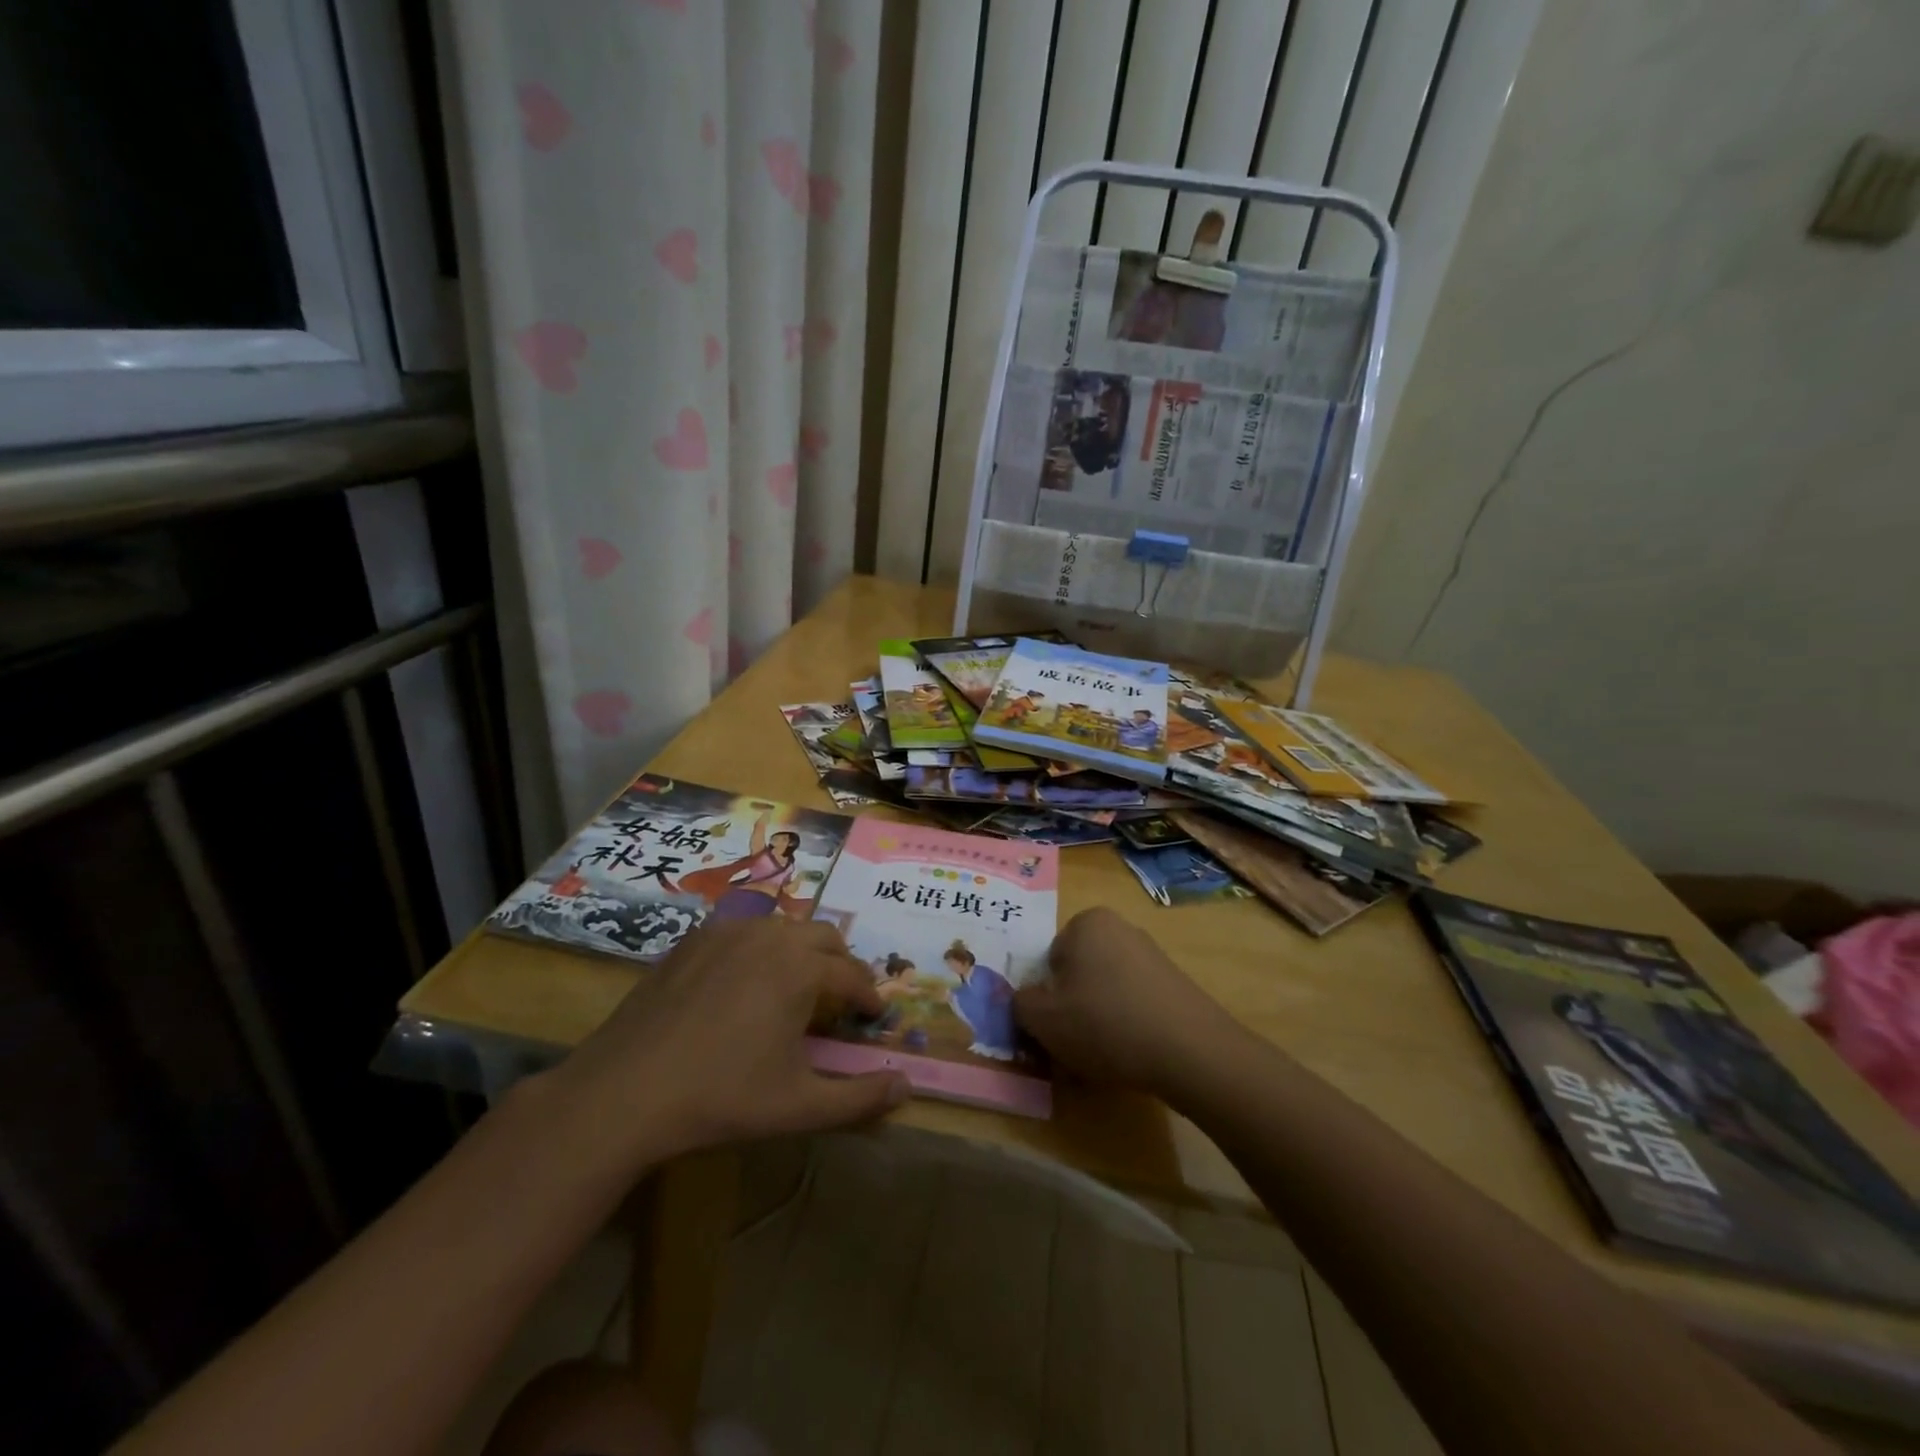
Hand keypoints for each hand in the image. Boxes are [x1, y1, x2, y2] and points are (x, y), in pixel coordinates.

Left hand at [548, 917, 909, 1167]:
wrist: (625, 1091)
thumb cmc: (722, 1097)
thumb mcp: (799, 1106)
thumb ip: (860, 1097)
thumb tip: (906, 1087)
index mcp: (802, 967)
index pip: (853, 976)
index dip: (869, 998)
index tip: (874, 1017)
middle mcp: (770, 935)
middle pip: (824, 937)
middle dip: (842, 965)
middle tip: (842, 999)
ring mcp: (728, 931)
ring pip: (784, 928)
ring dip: (803, 951)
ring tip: (797, 988)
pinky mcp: (694, 939)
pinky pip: (744, 931)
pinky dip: (761, 949)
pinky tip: (746, 983)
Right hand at [1014, 907, 1233, 1091]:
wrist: (1189, 1051)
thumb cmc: (1104, 1023)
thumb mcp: (1042, 1018)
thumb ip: (1020, 1004)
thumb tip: (1024, 1001)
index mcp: (1086, 922)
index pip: (1049, 959)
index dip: (1046, 996)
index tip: (1052, 1027)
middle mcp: (1121, 928)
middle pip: (1079, 973)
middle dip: (1072, 1006)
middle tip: (1071, 1045)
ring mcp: (1153, 955)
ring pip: (1106, 991)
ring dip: (1099, 1020)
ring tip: (1103, 1058)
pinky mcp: (1176, 985)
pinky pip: (1135, 1004)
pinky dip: (1128, 1027)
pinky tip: (1132, 1056)